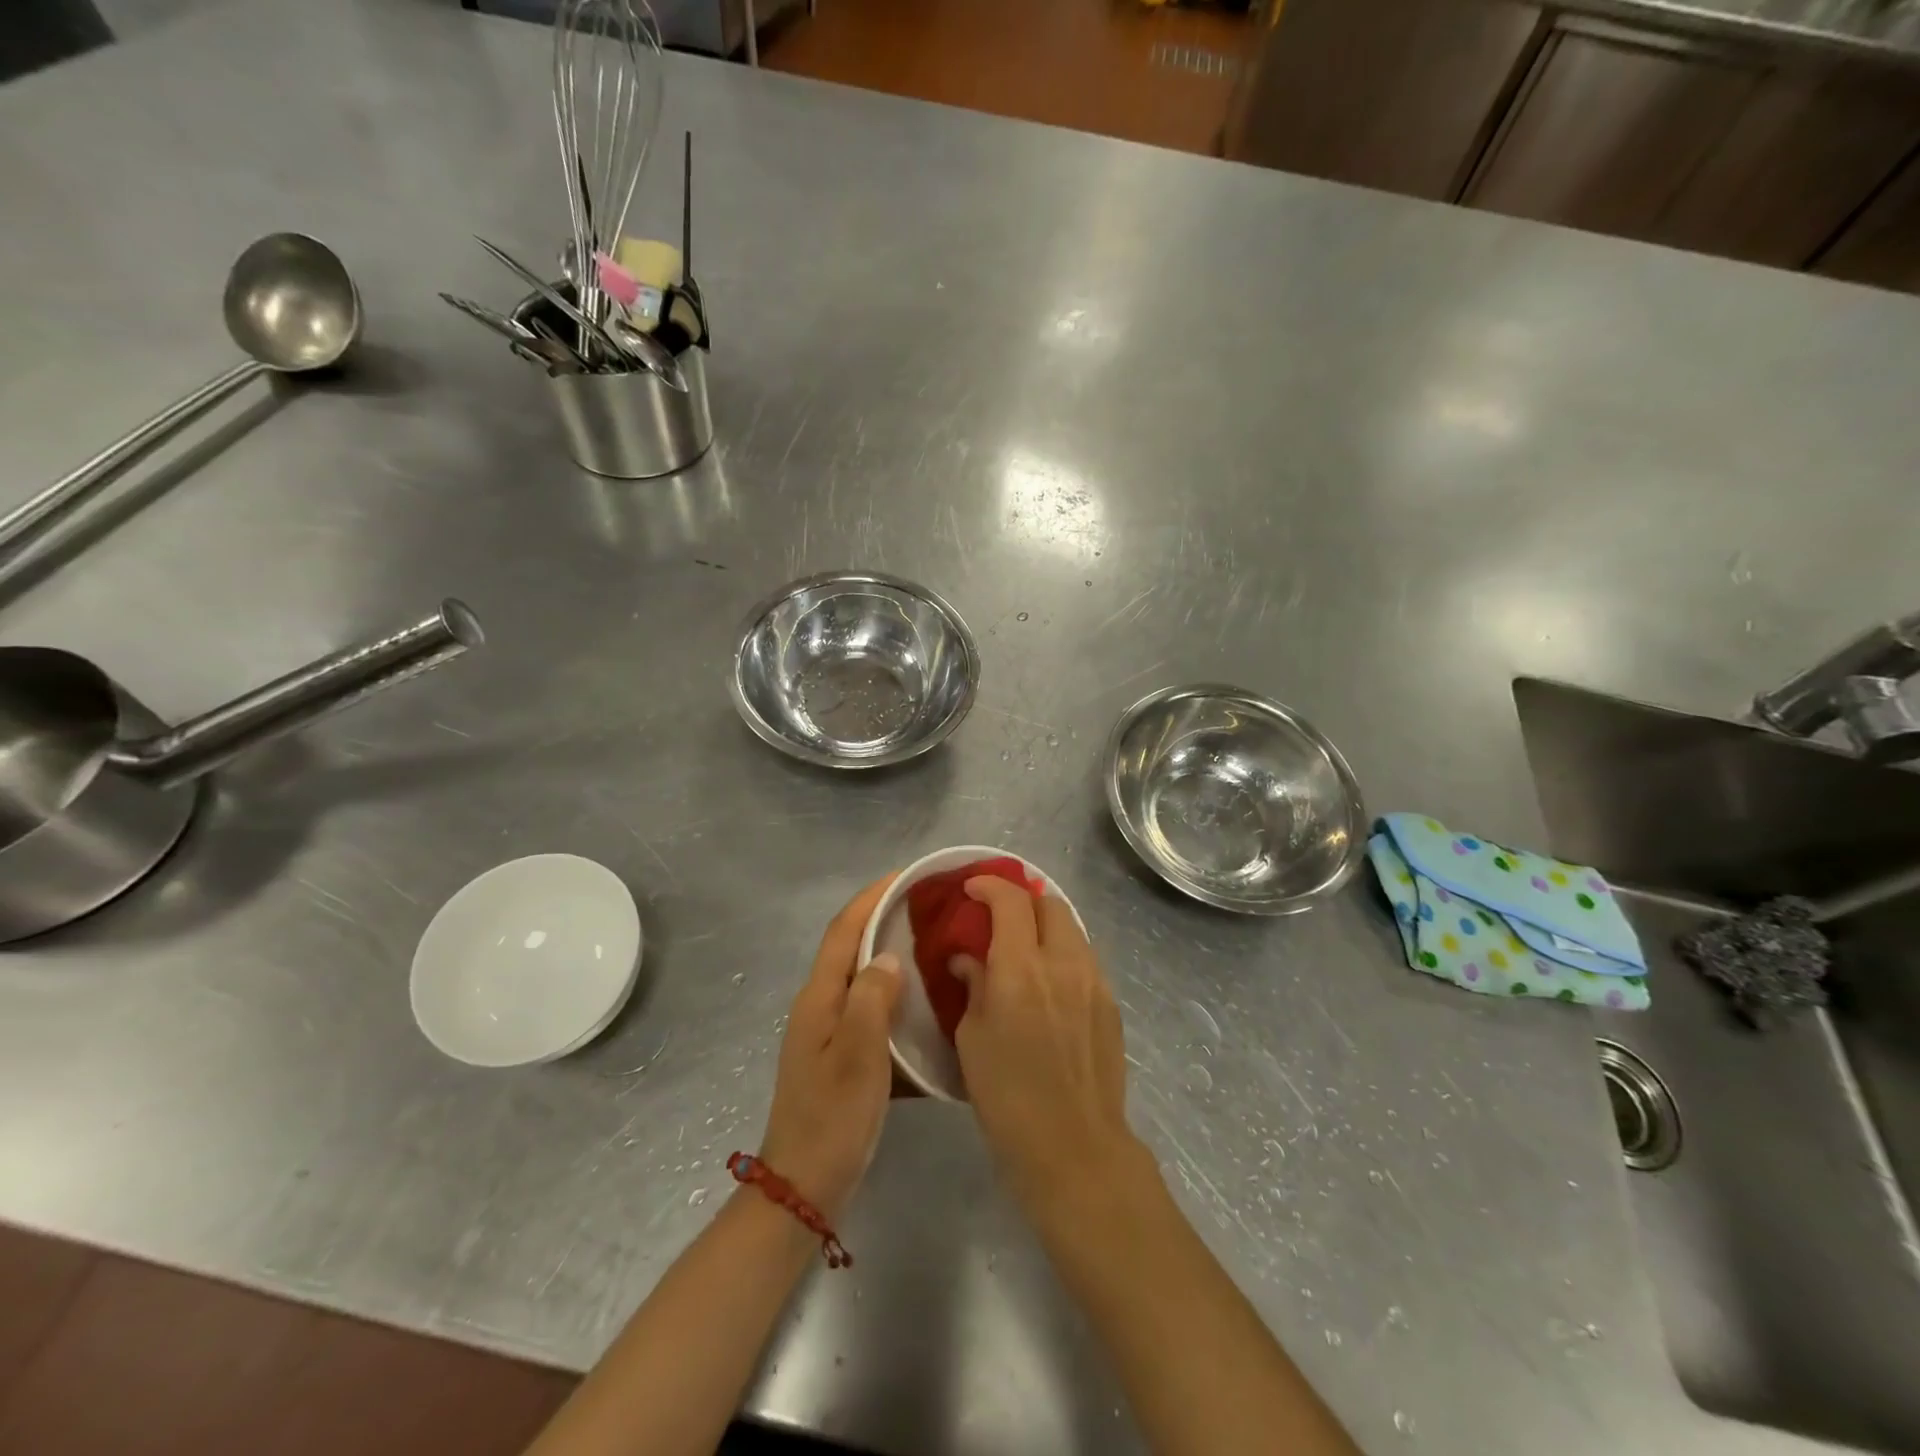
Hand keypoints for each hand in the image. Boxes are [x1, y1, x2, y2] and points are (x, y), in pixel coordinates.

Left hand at [759, 876, 902, 1222]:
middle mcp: (820, 1005)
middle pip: (852, 947)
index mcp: (819, 998)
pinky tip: (926, 1004)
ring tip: (934, 945)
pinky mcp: (842, 1056)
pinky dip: (897, 995)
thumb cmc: (832, 1119)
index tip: (907, 875)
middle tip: (929, 907)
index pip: (844, 930)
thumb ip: (872, 998)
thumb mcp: (857, 1055)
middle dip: (885, 918)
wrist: (804, 1188)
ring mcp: (829, 1032)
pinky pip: (872, 1009)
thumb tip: (890, 956)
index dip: (872, 897)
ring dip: (892, 954)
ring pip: (864, 978)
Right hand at [952, 878, 1139, 1217]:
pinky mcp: (1111, 1003)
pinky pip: (1085, 959)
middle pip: (1050, 903)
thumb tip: (970, 960)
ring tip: (1026, 947)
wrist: (1074, 1147)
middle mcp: (1063, 962)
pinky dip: (1064, 953)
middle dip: (1023, 899)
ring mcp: (1094, 981)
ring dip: (1046, 925)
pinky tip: (1049, 982)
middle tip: (1000, 917)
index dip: (989, 885)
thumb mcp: (972, 1038)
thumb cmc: (1007, 1096)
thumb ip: (973, 986)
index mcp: (1021, 968)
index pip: (1010, 900)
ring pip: (1072, 929)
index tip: (972, 889)